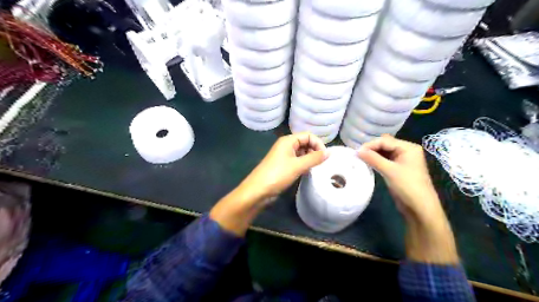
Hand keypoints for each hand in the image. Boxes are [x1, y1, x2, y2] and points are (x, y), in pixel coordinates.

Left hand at [211, 132, 327, 235]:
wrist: (258, 190)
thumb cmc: (277, 174)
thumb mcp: (298, 165)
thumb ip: (314, 158)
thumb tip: (329, 153)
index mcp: (288, 141)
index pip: (308, 135)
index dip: (318, 144)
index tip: (325, 156)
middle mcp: (286, 145)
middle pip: (305, 143)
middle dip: (315, 151)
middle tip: (322, 163)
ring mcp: (284, 156)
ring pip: (302, 153)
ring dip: (310, 158)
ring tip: (316, 168)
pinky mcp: (283, 166)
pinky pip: (298, 161)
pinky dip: (304, 164)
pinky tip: (308, 172)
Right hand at [357, 134, 457, 264]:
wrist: (420, 208)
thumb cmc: (407, 186)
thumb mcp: (389, 171)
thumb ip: (373, 158)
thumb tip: (357, 151)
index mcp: (408, 147)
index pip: (385, 141)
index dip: (370, 145)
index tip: (356, 152)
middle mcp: (406, 151)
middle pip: (385, 145)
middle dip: (371, 149)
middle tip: (358, 155)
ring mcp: (402, 160)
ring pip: (384, 153)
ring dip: (373, 155)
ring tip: (360, 159)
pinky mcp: (398, 169)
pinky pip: (385, 160)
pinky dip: (376, 161)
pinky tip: (368, 163)